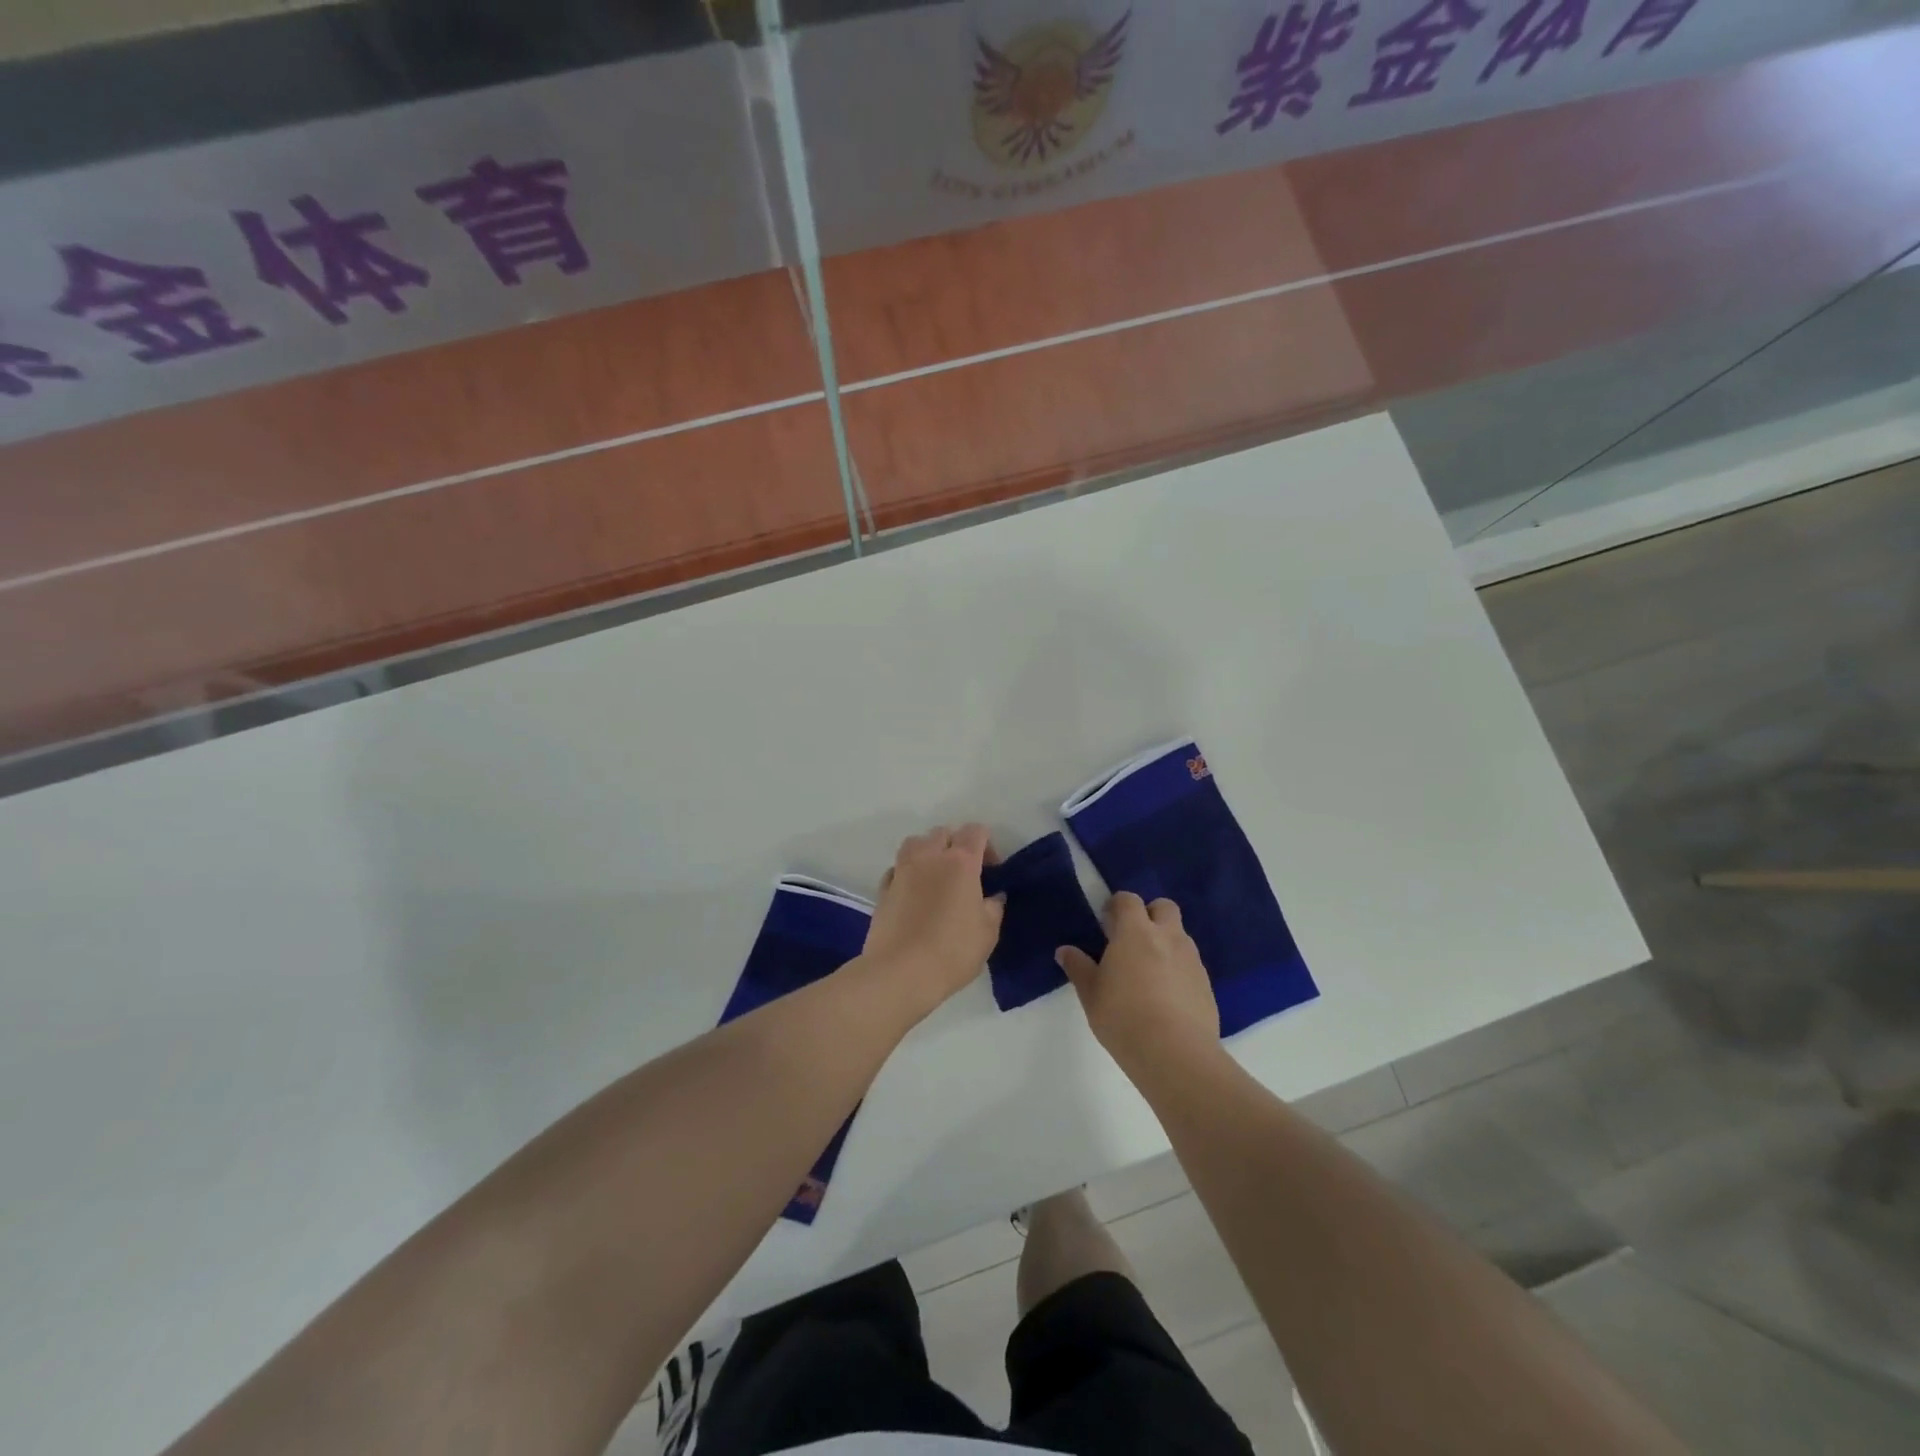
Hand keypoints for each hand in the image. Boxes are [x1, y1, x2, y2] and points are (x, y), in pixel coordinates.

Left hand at [861, 824, 1004, 1013]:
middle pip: (943, 832)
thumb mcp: (988, 933)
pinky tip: (913, 892)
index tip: (992, 870)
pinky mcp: (883, 889)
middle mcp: (929, 857)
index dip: (987, 844)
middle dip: (956, 844)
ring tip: (936, 876)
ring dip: (928, 851)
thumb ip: (993, 908)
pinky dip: (907, 872)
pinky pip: (897, 867)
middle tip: (965, 872)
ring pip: (915, 842)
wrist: (900, 972)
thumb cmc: (952, 951)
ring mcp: (902, 870)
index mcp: (960, 862)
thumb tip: (993, 896)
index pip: (975, 831)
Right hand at [1057, 893, 1217, 1069]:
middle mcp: (1168, 937)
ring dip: (1165, 942)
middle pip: (1163, 907)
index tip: (1106, 922)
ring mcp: (1191, 959)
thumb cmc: (1123, 1018)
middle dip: (1149, 914)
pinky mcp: (1206, 984)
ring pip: (1180, 935)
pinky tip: (1166, 997)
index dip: (1116, 905)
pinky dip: (1178, 969)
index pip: (1128, 900)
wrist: (1176, 1054)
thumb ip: (1079, 968)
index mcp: (1136, 932)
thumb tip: (1065, 951)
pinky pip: (1190, 964)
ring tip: (1148, 973)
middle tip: (1132, 940)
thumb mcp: (1091, 994)